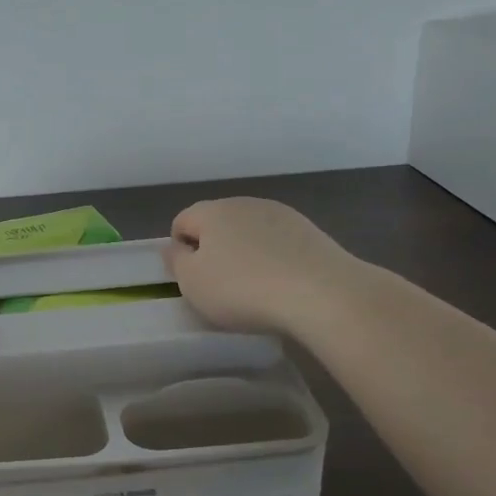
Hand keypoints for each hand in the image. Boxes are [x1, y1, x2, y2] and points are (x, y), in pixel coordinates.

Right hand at [163, 197, 355, 335]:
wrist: (321, 293)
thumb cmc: (243, 289)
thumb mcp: (193, 283)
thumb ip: (176, 262)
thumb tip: (175, 247)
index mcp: (211, 211)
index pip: (181, 222)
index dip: (179, 251)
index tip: (191, 281)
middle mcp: (244, 203)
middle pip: (217, 224)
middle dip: (214, 250)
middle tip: (220, 287)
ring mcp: (281, 214)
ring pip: (250, 232)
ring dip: (246, 254)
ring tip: (255, 289)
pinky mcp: (310, 231)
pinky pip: (279, 244)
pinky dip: (274, 259)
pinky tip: (283, 285)